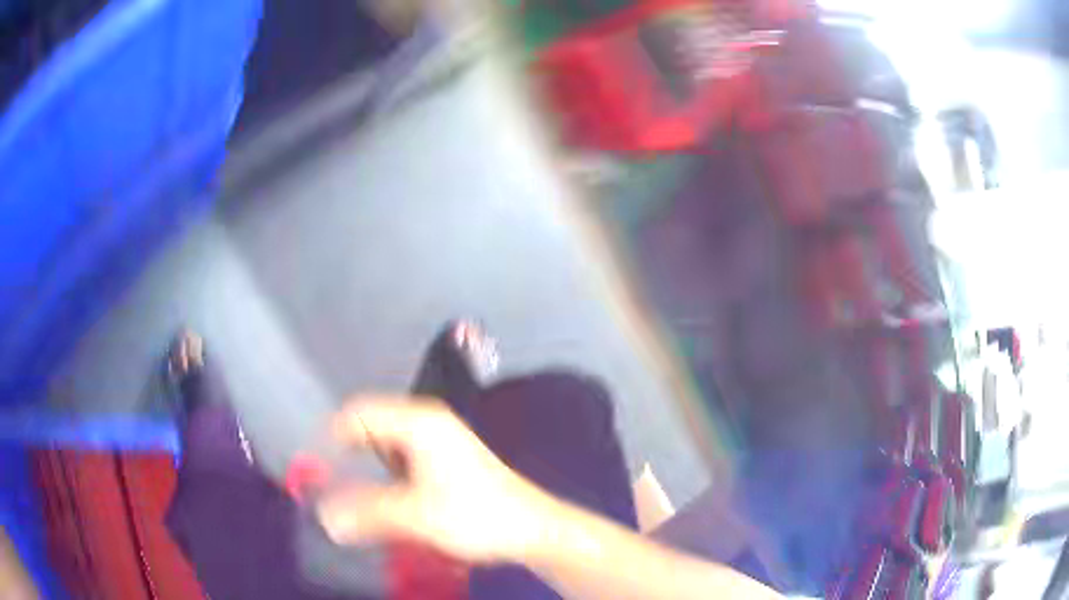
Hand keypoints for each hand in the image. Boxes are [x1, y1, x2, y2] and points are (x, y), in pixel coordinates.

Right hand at [315, 397, 555, 562]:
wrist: (531, 529)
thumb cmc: (476, 516)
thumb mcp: (415, 515)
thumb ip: (366, 513)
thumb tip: (323, 516)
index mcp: (419, 423)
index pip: (359, 412)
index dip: (330, 435)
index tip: (312, 465)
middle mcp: (427, 422)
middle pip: (370, 425)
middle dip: (345, 450)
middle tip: (324, 480)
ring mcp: (439, 440)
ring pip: (385, 442)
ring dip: (364, 463)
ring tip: (346, 491)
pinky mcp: (445, 460)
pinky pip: (400, 456)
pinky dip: (382, 471)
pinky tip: (380, 496)